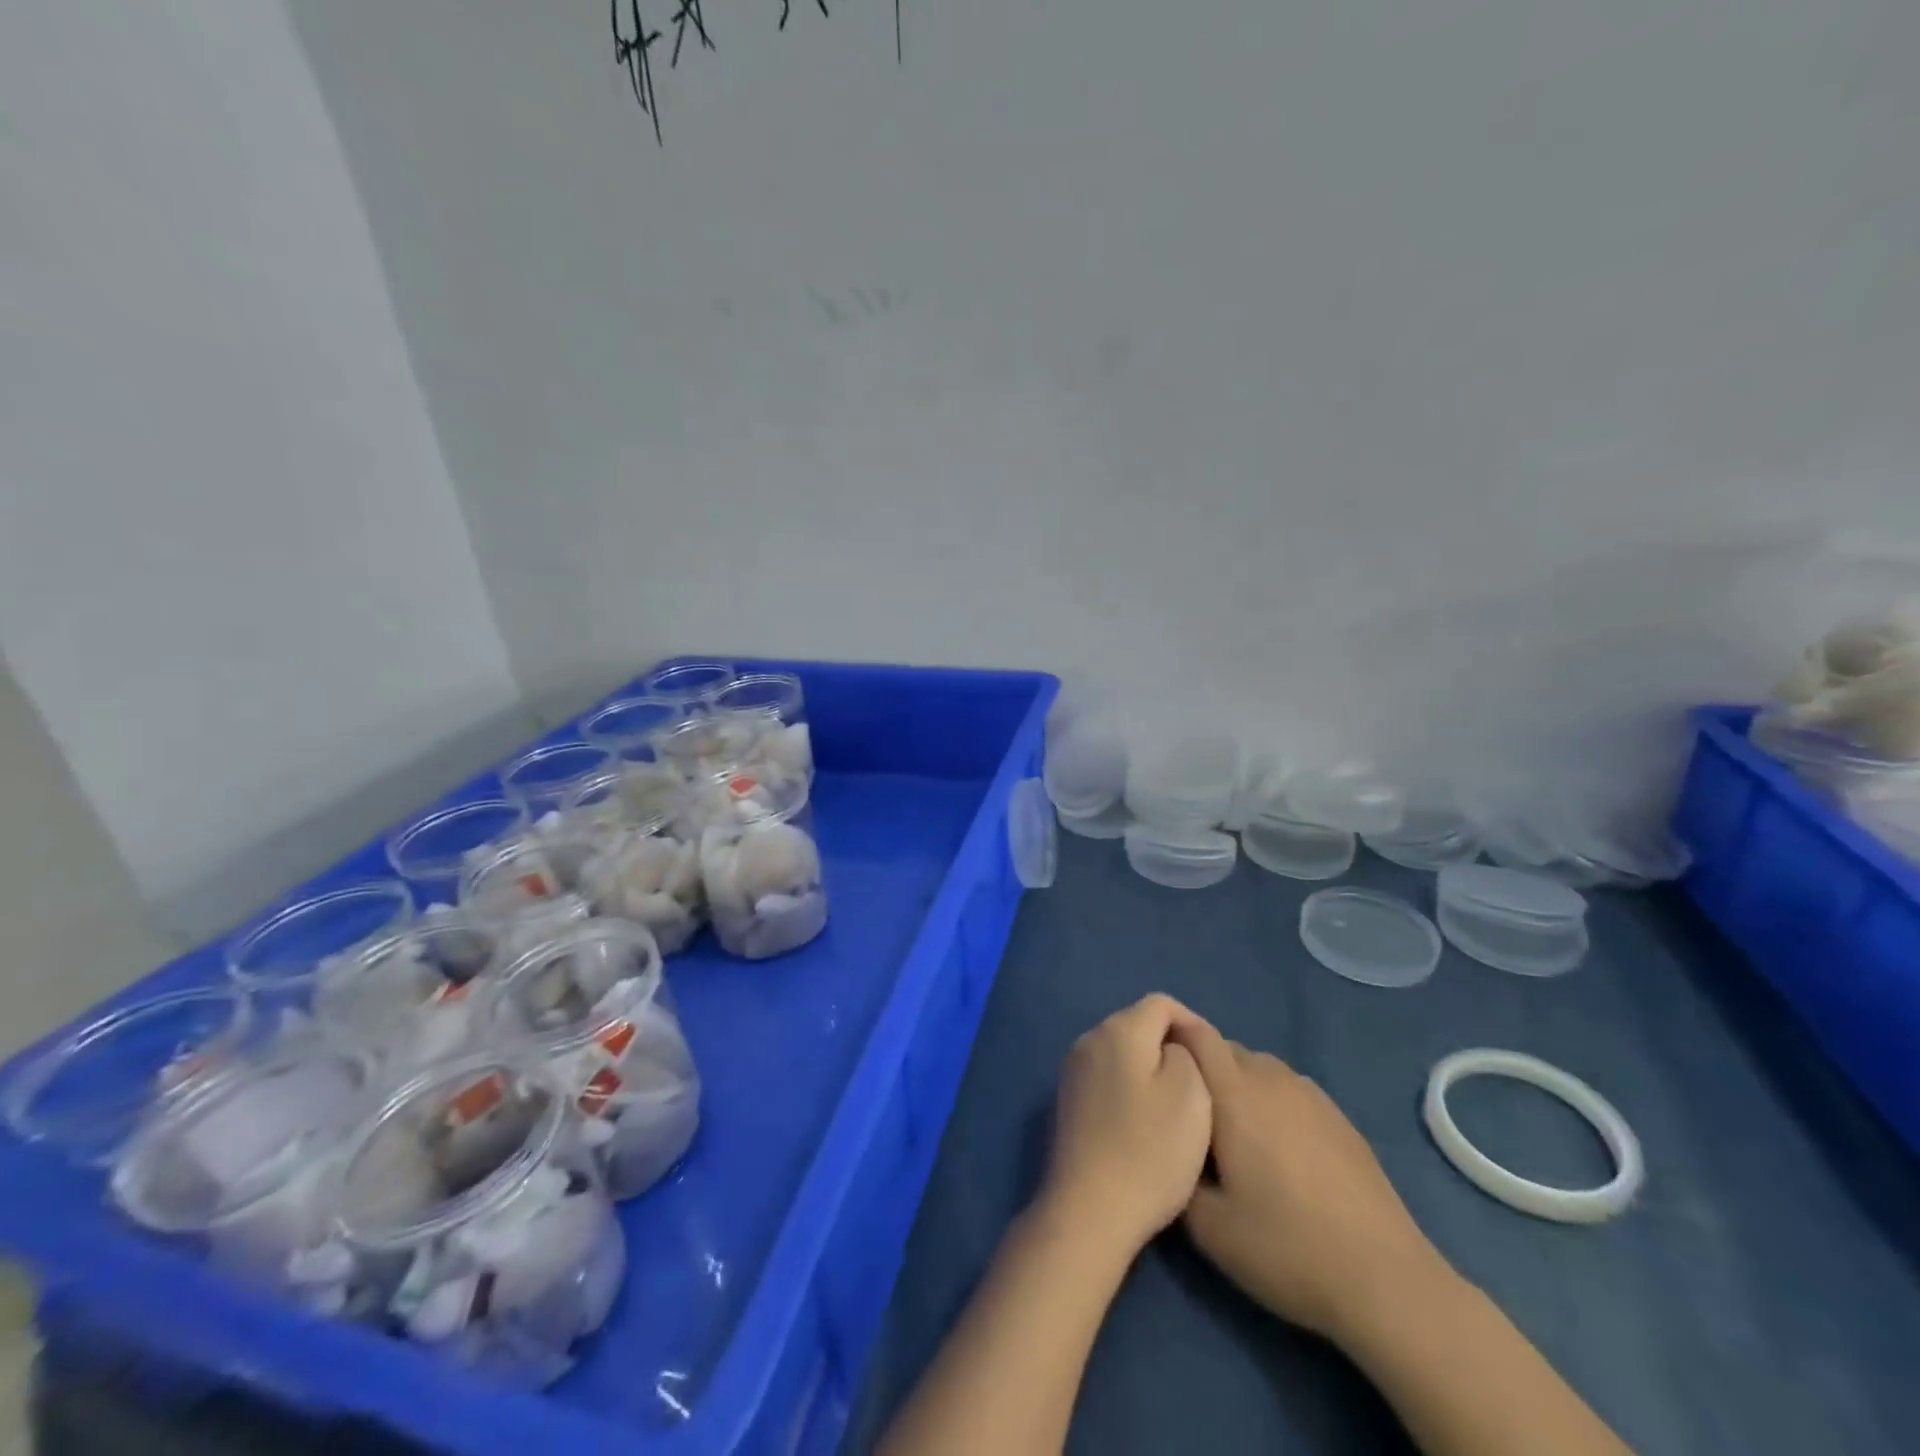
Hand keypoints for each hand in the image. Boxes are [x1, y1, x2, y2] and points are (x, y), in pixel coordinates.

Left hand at [1039, 994, 1213, 1261]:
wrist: (1090, 1210)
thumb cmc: (1150, 1150)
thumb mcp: (1190, 1094)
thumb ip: (1186, 1052)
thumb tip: (1173, 1045)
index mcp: (1118, 1030)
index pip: (1162, 1003)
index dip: (1192, 1025)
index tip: (1213, 1063)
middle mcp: (1089, 1038)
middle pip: (1138, 1024)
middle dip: (1170, 1045)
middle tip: (1199, 1087)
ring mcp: (1072, 1069)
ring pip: (1121, 1051)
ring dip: (1148, 1068)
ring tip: (1174, 1108)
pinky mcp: (1067, 1099)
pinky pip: (1106, 1075)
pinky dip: (1128, 1087)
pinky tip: (1142, 1124)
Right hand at [1172, 1020, 1445, 1341]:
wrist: (1385, 1281)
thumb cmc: (1287, 1247)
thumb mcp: (1208, 1229)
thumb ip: (1176, 1175)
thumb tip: (1167, 1151)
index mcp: (1235, 1093)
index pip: (1196, 1035)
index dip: (1171, 1037)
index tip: (1154, 1065)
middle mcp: (1272, 1079)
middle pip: (1225, 1048)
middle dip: (1201, 1067)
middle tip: (1188, 1112)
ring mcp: (1310, 1095)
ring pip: (1259, 1067)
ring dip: (1237, 1083)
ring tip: (1231, 1131)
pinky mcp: (1339, 1117)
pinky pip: (1288, 1089)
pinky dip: (1271, 1101)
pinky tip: (1277, 1148)